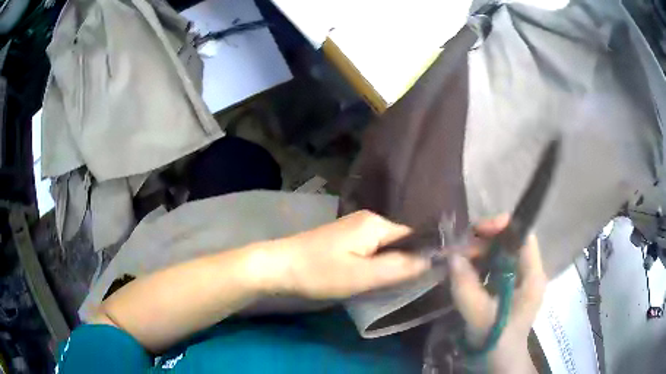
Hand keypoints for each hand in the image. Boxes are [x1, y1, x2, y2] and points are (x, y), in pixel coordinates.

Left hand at [264, 210, 429, 298]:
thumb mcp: (363, 275)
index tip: (428, 277)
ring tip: (389, 284)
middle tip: (405, 286)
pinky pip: (371, 248)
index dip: (422, 256)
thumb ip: (399, 268)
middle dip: (404, 262)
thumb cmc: (321, 272)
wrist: (279, 266)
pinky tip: (370, 277)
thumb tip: (431, 260)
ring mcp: (354, 227)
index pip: (413, 237)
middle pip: (399, 241)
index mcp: (376, 223)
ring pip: (385, 246)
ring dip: (389, 264)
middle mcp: (368, 219)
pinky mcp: (344, 237)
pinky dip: (375, 262)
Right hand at [449, 216, 545, 372]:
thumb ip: (466, 286)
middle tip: (458, 251)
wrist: (498, 364)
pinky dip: (477, 266)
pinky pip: (492, 268)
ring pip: (499, 254)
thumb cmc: (496, 341)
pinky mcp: (506, 289)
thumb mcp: (480, 316)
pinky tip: (463, 273)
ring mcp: (517, 281)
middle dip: (483, 242)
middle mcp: (528, 272)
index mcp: (532, 275)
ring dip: (478, 254)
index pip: (524, 236)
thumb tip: (452, 256)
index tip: (475, 231)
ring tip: (457, 261)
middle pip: (509, 243)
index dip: (502, 227)